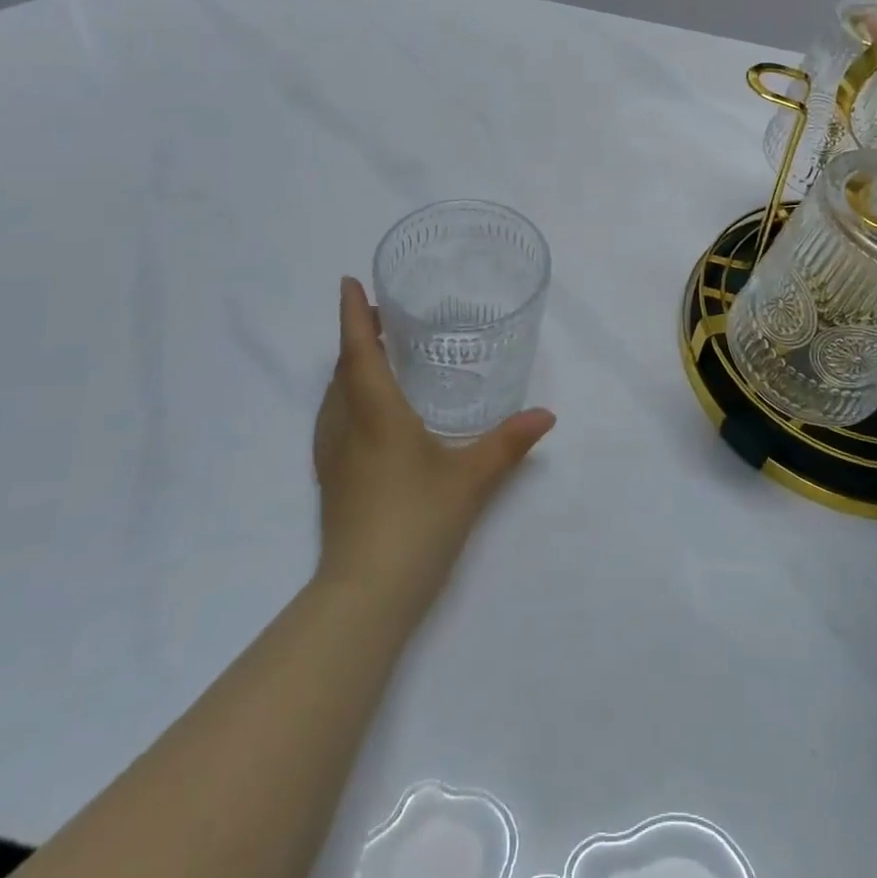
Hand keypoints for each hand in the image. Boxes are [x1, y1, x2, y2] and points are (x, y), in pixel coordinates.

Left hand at [313, 278, 554, 620]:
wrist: (364, 595)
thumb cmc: (417, 523)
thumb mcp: (472, 479)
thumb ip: (509, 442)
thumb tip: (547, 414)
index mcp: (377, 414)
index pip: (358, 351)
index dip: (352, 314)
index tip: (349, 282)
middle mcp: (346, 426)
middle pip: (343, 368)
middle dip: (356, 335)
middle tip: (380, 314)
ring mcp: (332, 455)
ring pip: (333, 395)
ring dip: (349, 366)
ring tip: (375, 353)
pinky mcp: (330, 479)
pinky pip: (332, 418)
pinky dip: (345, 395)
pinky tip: (367, 410)